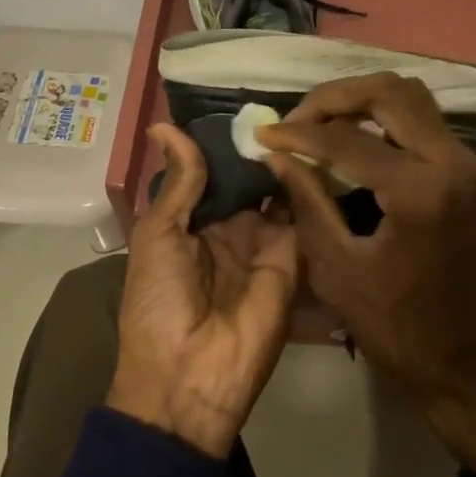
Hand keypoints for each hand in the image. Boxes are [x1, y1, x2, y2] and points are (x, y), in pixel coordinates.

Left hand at [109, 123, 297, 457]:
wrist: (189, 377)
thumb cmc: (159, 302)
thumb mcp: (157, 235)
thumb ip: (178, 183)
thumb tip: (165, 125)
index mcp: (191, 222)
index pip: (213, 172)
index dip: (226, 141)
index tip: (244, 99)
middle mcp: (230, 228)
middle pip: (249, 178)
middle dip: (261, 146)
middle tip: (283, 99)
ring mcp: (264, 243)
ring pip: (279, 192)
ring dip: (287, 161)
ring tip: (305, 114)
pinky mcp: (293, 259)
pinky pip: (302, 218)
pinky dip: (307, 187)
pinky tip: (317, 149)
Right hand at [259, 75, 475, 469]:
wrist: (473, 365)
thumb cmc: (400, 330)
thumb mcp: (339, 270)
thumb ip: (307, 201)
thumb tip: (276, 155)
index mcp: (420, 190)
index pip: (347, 138)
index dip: (298, 133)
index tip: (262, 135)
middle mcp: (453, 161)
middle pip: (390, 91)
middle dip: (334, 97)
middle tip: (295, 120)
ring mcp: (468, 163)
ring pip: (411, 98)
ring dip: (361, 101)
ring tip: (318, 124)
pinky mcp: (470, 172)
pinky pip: (423, 122)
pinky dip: (384, 118)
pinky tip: (351, 140)